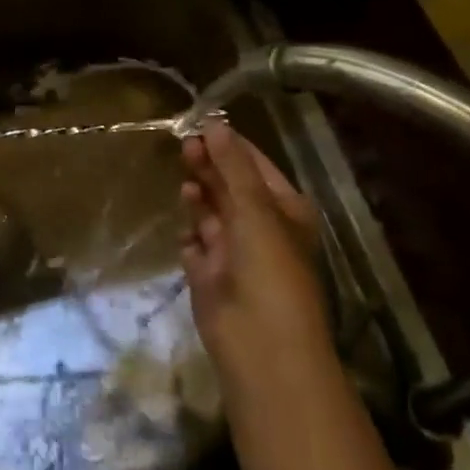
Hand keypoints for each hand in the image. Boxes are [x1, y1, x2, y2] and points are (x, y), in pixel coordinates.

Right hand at [179, 122, 328, 372]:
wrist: (262, 347)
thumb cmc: (270, 268)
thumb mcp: (255, 208)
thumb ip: (232, 165)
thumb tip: (215, 122)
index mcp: (285, 210)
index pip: (254, 165)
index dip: (229, 145)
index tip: (200, 123)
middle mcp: (261, 228)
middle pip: (229, 186)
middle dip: (209, 167)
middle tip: (184, 147)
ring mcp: (234, 253)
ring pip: (210, 213)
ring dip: (198, 197)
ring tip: (186, 187)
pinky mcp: (210, 276)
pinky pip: (195, 247)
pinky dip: (190, 239)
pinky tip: (190, 239)